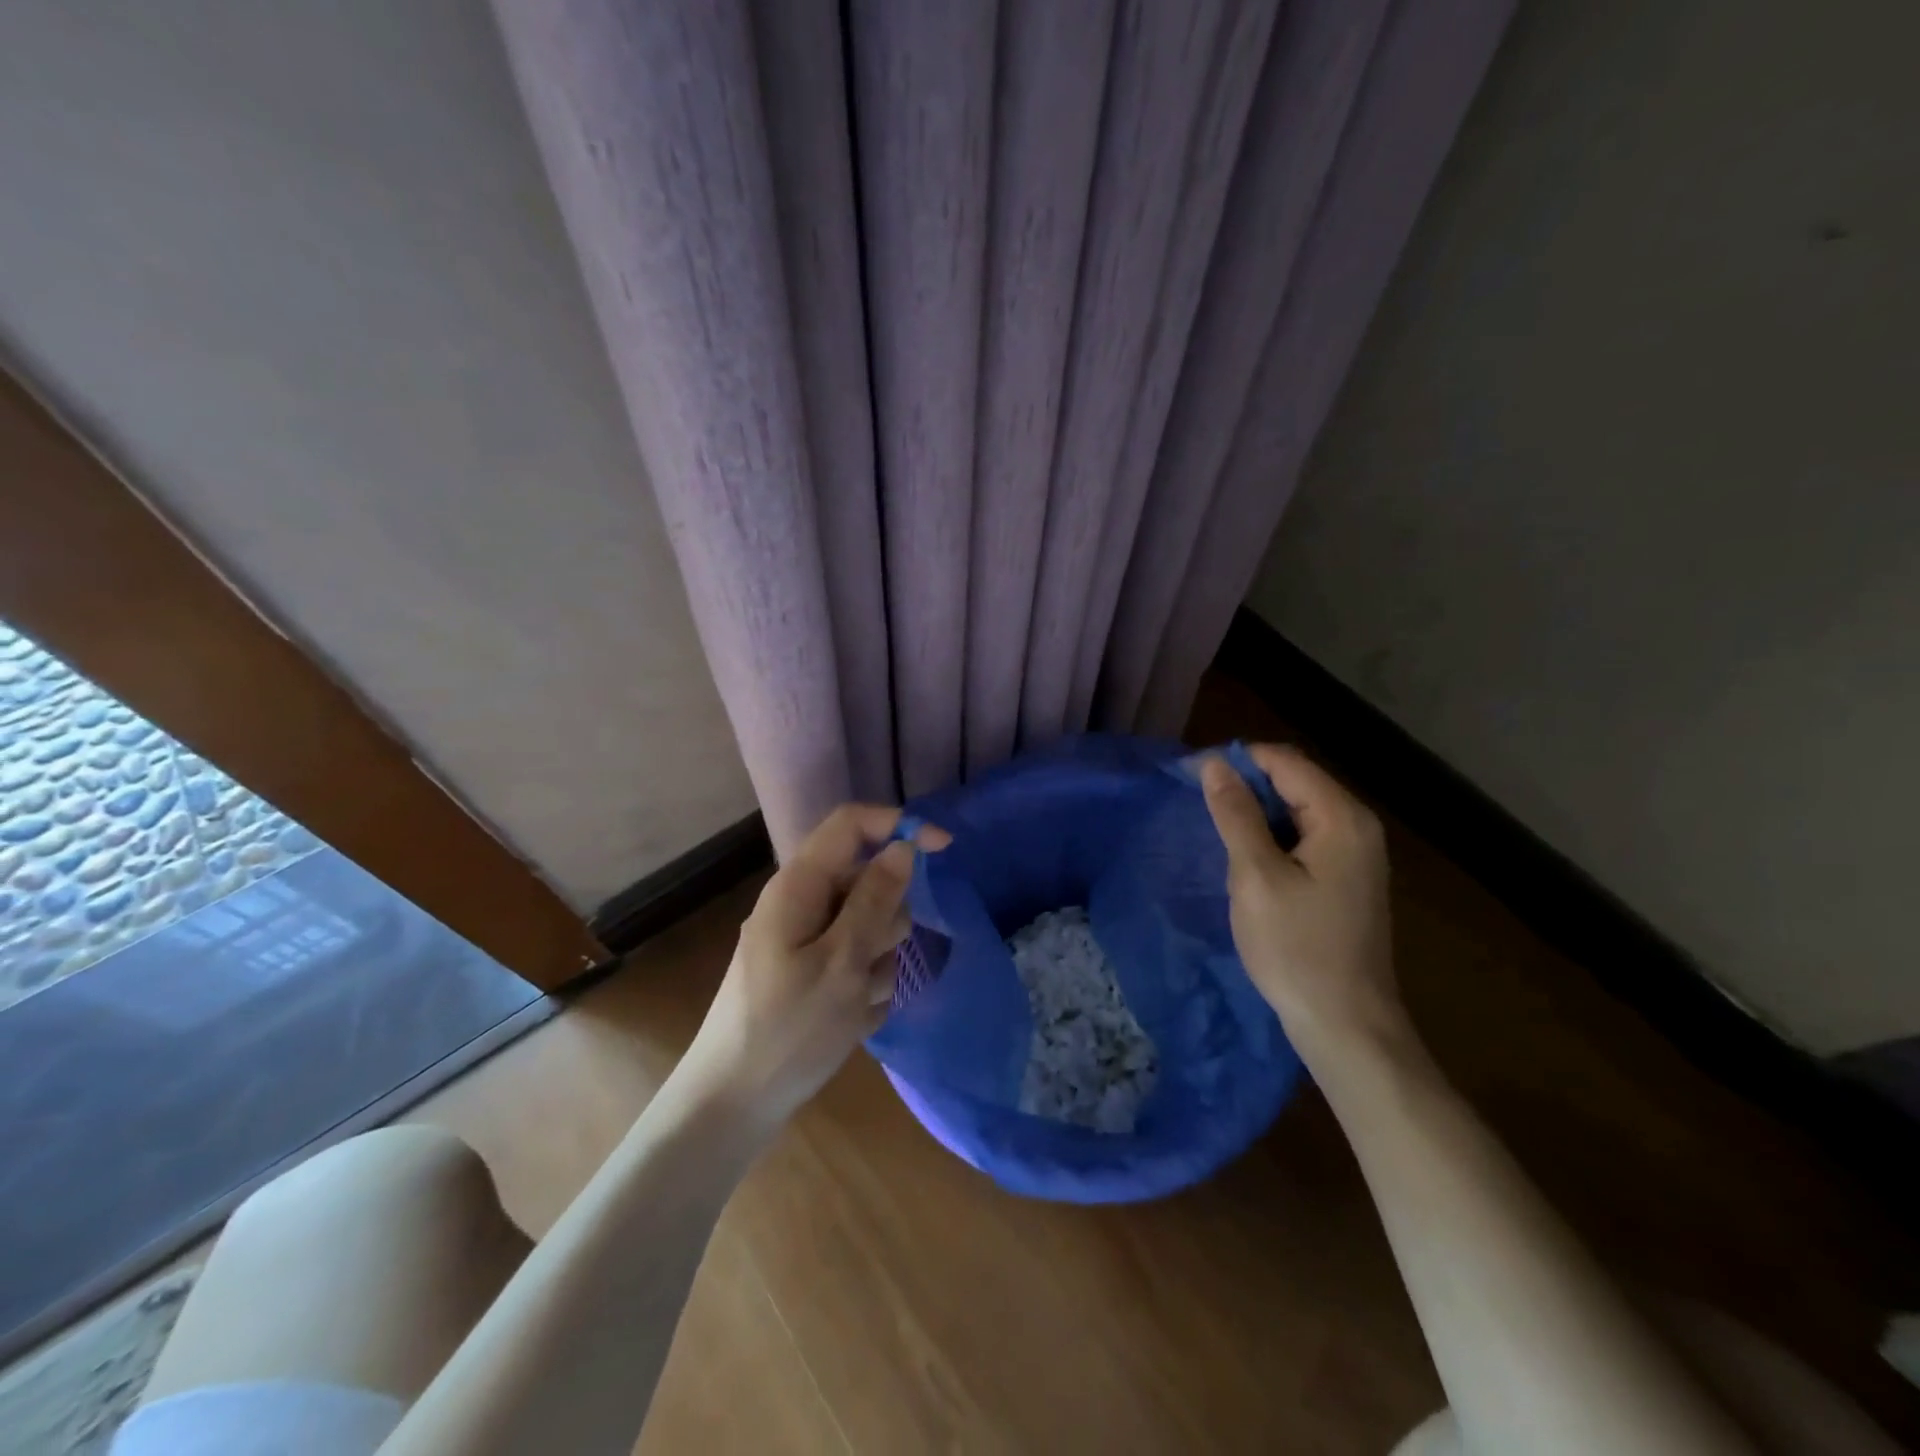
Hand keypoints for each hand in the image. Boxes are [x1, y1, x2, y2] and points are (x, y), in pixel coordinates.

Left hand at [683, 804, 950, 1129]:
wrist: (733, 1106)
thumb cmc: (787, 1032)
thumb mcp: (843, 963)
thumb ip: (875, 899)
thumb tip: (903, 847)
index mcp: (798, 886)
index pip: (852, 824)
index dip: (898, 825)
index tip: (944, 849)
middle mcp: (800, 902)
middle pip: (868, 879)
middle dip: (887, 918)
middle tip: (869, 962)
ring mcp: (803, 939)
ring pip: (869, 923)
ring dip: (877, 960)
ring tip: (856, 1001)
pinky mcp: (809, 971)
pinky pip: (856, 957)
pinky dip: (864, 983)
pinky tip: (850, 1018)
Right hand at [1200, 745, 1407, 1059]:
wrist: (1345, 1024)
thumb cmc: (1297, 948)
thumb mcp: (1256, 876)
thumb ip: (1236, 814)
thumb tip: (1215, 763)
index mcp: (1341, 818)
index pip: (1284, 761)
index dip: (1237, 760)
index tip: (1192, 777)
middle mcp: (1357, 826)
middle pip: (1295, 782)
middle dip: (1245, 787)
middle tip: (1200, 809)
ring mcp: (1357, 854)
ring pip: (1297, 811)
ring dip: (1256, 815)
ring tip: (1216, 833)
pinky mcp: (1348, 879)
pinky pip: (1305, 838)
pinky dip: (1273, 838)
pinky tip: (1246, 861)